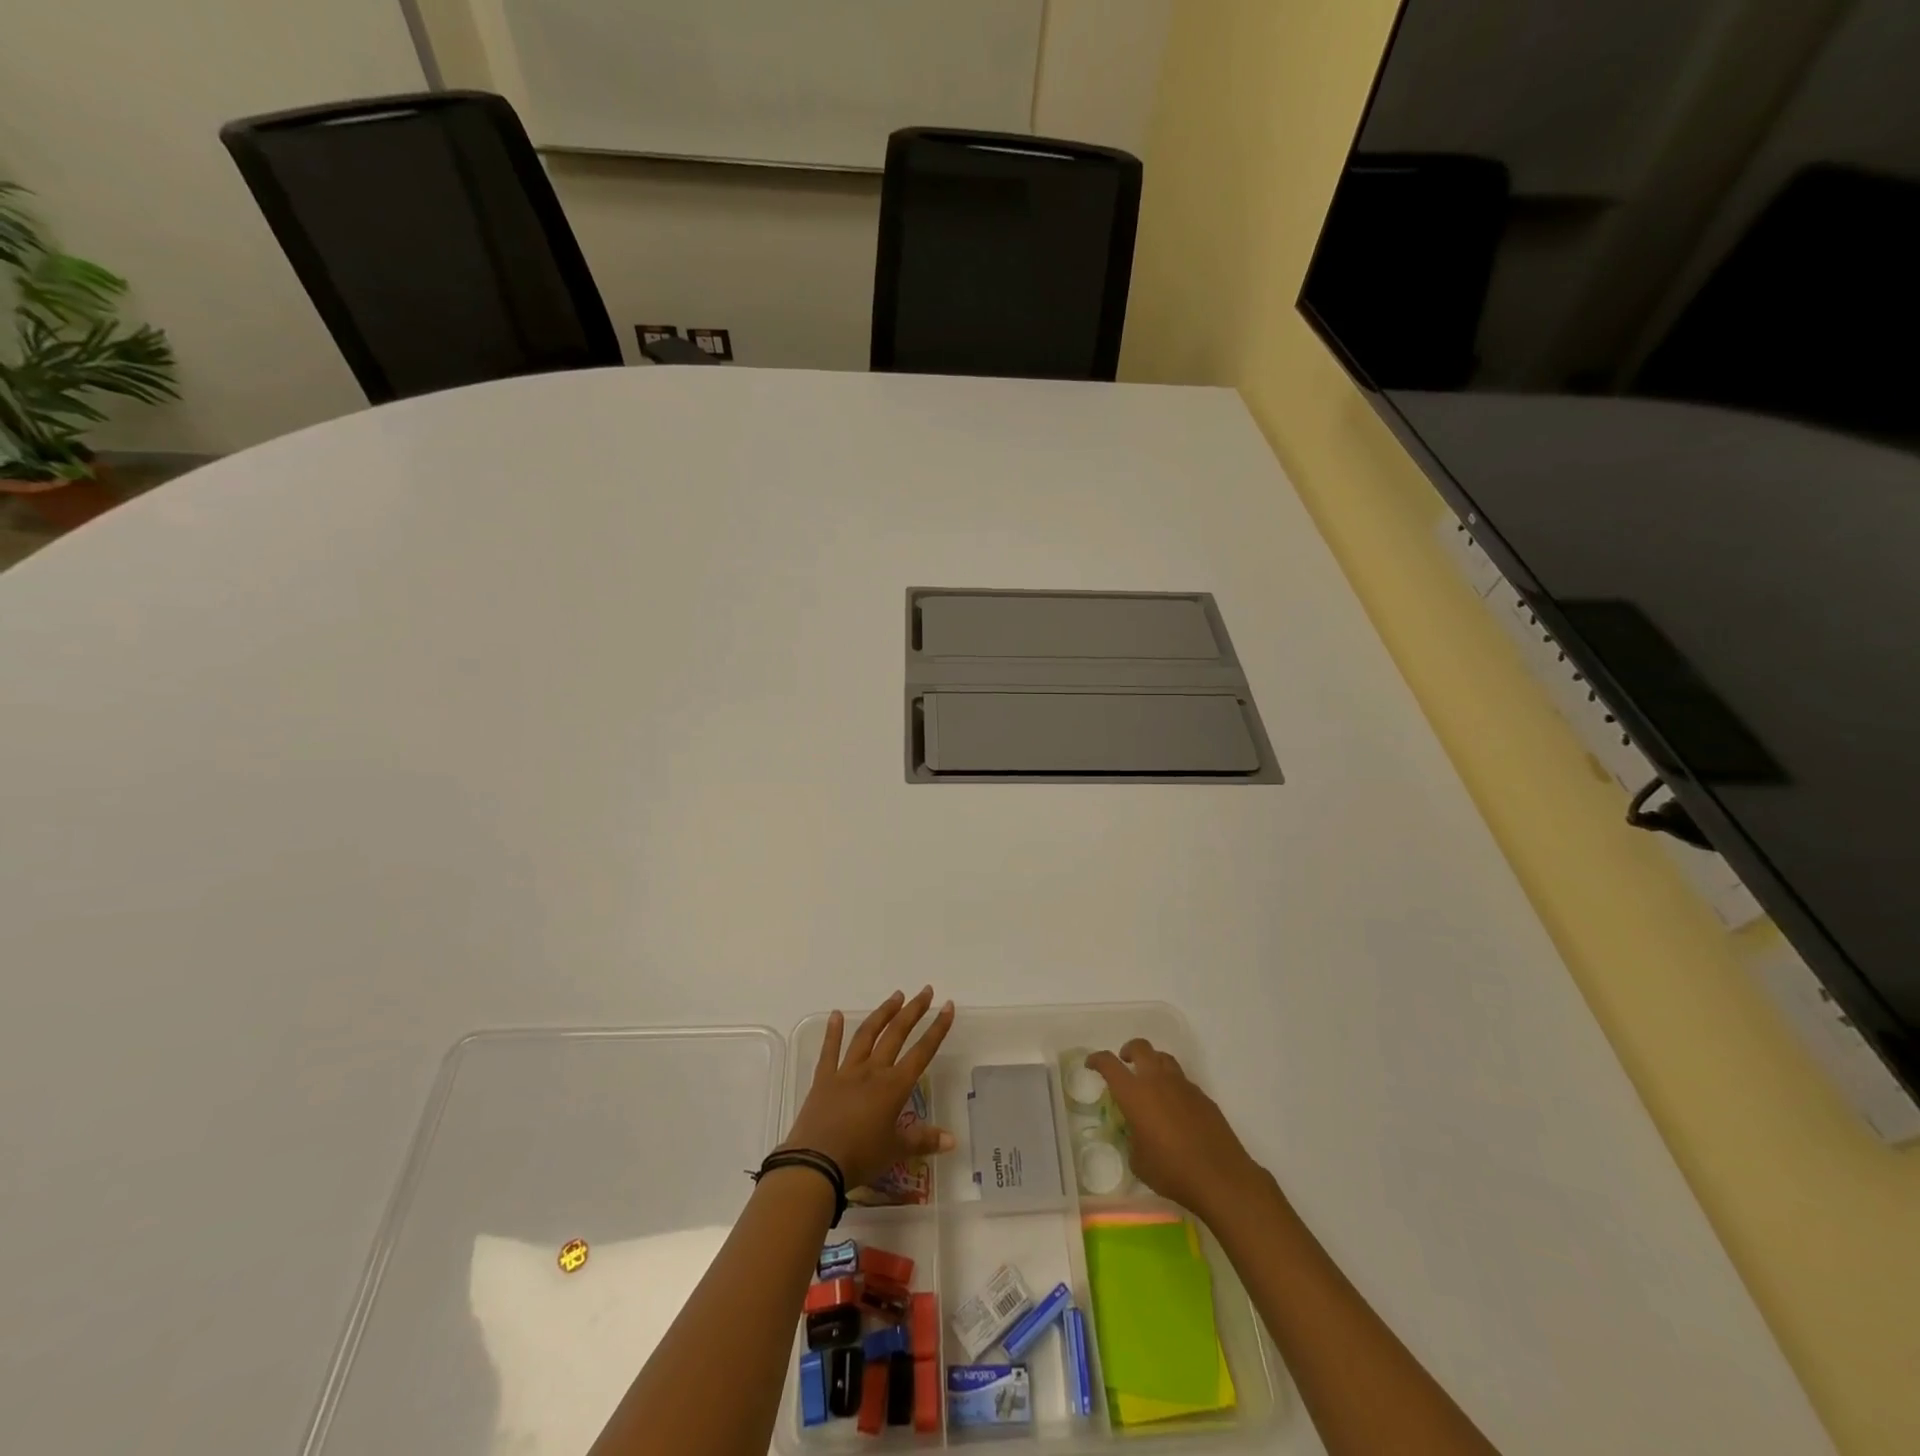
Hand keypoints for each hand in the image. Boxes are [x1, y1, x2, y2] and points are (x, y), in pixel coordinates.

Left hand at [780, 988, 955, 1189]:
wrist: (816, 1163)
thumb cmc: (860, 1157)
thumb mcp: (896, 1151)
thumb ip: (924, 1140)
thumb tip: (953, 1140)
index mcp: (894, 1086)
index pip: (922, 1052)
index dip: (937, 1029)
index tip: (947, 1006)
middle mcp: (873, 1071)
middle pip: (896, 1034)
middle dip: (913, 1011)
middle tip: (925, 991)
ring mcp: (846, 1071)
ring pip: (867, 1035)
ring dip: (882, 1014)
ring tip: (895, 996)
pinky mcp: (824, 1078)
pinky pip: (829, 1051)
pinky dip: (833, 1032)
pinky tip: (836, 1014)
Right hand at [1087, 1039, 1267, 1220]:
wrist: (1220, 1177)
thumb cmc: (1171, 1171)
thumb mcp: (1139, 1161)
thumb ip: (1132, 1140)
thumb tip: (1137, 1134)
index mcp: (1135, 1093)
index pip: (1109, 1063)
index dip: (1097, 1059)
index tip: (1092, 1064)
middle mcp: (1157, 1081)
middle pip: (1141, 1047)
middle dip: (1128, 1050)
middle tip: (1125, 1062)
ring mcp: (1183, 1085)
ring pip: (1164, 1058)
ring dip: (1153, 1063)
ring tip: (1151, 1081)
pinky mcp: (1203, 1096)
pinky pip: (1183, 1081)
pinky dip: (1174, 1086)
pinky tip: (1176, 1108)